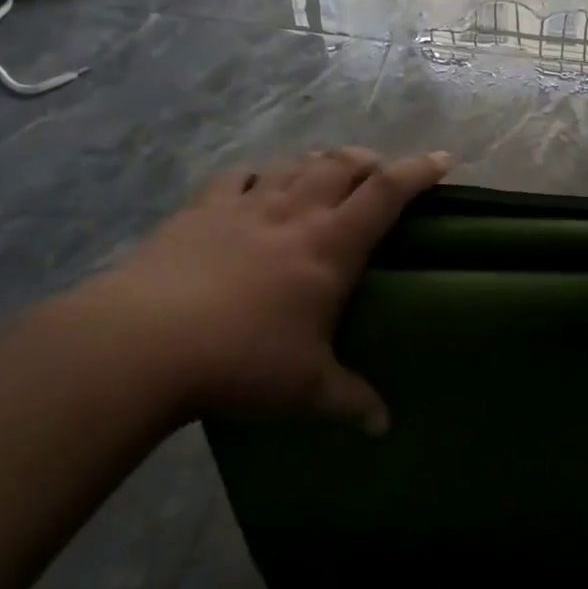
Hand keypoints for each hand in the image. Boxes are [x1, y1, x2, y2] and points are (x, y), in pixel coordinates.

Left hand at [79, 148, 451, 429]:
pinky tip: (257, 187)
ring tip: (327, 175)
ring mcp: (244, 207)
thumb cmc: (243, 361)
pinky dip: (258, 176)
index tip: (444, 161)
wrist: (143, 344)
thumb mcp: (307, 390)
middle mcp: (293, 214)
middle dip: (369, 161)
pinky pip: (237, 178)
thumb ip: (351, 402)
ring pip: (293, 166)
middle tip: (380, 172)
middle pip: (341, 165)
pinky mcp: (199, 212)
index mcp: (331, 246)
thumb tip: (383, 428)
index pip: (387, 193)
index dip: (419, 172)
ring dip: (318, 163)